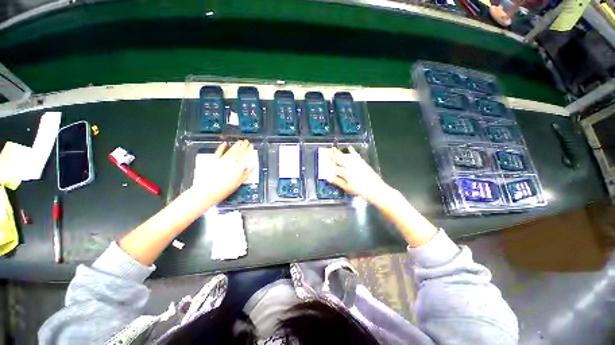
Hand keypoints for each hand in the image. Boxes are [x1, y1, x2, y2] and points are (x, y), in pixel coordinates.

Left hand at [192, 140, 254, 204]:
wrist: (206, 192)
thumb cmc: (224, 190)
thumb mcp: (238, 184)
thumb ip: (245, 175)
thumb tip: (251, 167)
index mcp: (238, 168)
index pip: (245, 156)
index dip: (249, 150)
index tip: (251, 145)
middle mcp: (231, 162)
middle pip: (238, 152)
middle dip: (243, 146)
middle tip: (246, 141)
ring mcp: (222, 161)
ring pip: (230, 151)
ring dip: (235, 145)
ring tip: (239, 141)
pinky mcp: (213, 161)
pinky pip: (218, 152)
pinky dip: (221, 148)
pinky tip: (224, 144)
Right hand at [326, 146, 392, 203]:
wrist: (375, 189)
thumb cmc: (360, 190)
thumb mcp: (347, 188)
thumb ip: (337, 182)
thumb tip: (328, 177)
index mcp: (344, 172)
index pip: (334, 167)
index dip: (328, 163)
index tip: (323, 159)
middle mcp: (349, 165)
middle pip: (338, 159)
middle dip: (332, 154)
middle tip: (327, 150)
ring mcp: (356, 163)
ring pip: (345, 156)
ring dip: (339, 152)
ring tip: (334, 148)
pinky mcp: (362, 162)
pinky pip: (355, 155)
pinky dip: (352, 151)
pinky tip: (349, 147)